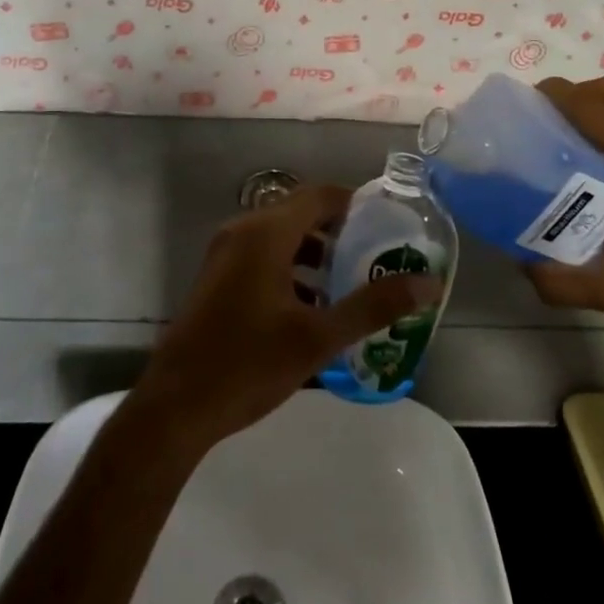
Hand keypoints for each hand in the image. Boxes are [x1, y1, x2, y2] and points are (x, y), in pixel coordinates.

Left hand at [133, 184, 442, 448]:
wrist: (174, 407)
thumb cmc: (247, 365)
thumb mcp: (318, 338)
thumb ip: (373, 306)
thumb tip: (429, 283)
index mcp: (265, 233)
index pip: (320, 195)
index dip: (356, 204)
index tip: (388, 226)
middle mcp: (243, 231)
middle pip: (301, 214)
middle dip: (340, 232)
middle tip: (376, 257)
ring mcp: (225, 254)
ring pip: (282, 238)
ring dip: (316, 254)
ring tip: (350, 284)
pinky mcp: (217, 278)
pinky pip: (263, 257)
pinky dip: (292, 269)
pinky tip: (312, 308)